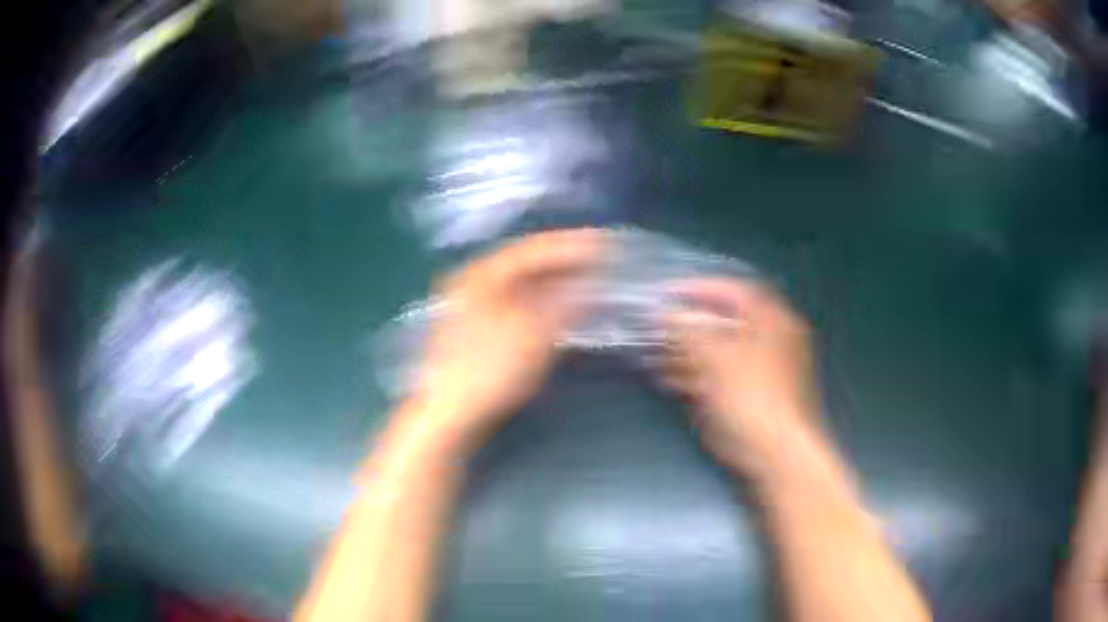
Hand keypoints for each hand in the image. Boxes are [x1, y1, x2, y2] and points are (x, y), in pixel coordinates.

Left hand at [409, 229, 603, 452]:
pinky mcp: (475, 327)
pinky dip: (540, 300)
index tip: (604, 242)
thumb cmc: (490, 370)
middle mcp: (473, 281)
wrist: (449, 412)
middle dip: (564, 261)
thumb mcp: (534, 336)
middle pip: (525, 263)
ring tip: (587, 281)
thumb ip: (565, 305)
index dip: (571, 244)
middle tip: (600, 260)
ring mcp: (470, 304)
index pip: (533, 249)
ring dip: (553, 281)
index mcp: (482, 274)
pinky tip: (559, 307)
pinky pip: (514, 301)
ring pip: (519, 283)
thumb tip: (589, 286)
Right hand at [658, 278, 820, 475]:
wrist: (776, 456)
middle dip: (687, 325)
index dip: (698, 288)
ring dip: (688, 352)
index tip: (667, 294)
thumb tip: (668, 315)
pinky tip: (671, 381)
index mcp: (773, 320)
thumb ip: (689, 332)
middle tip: (656, 329)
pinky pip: (723, 376)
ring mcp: (765, 371)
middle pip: (726, 322)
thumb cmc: (750, 399)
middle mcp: (773, 340)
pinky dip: (698, 374)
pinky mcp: (756, 397)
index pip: (734, 291)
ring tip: (655, 356)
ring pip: (722, 352)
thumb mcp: (716, 359)